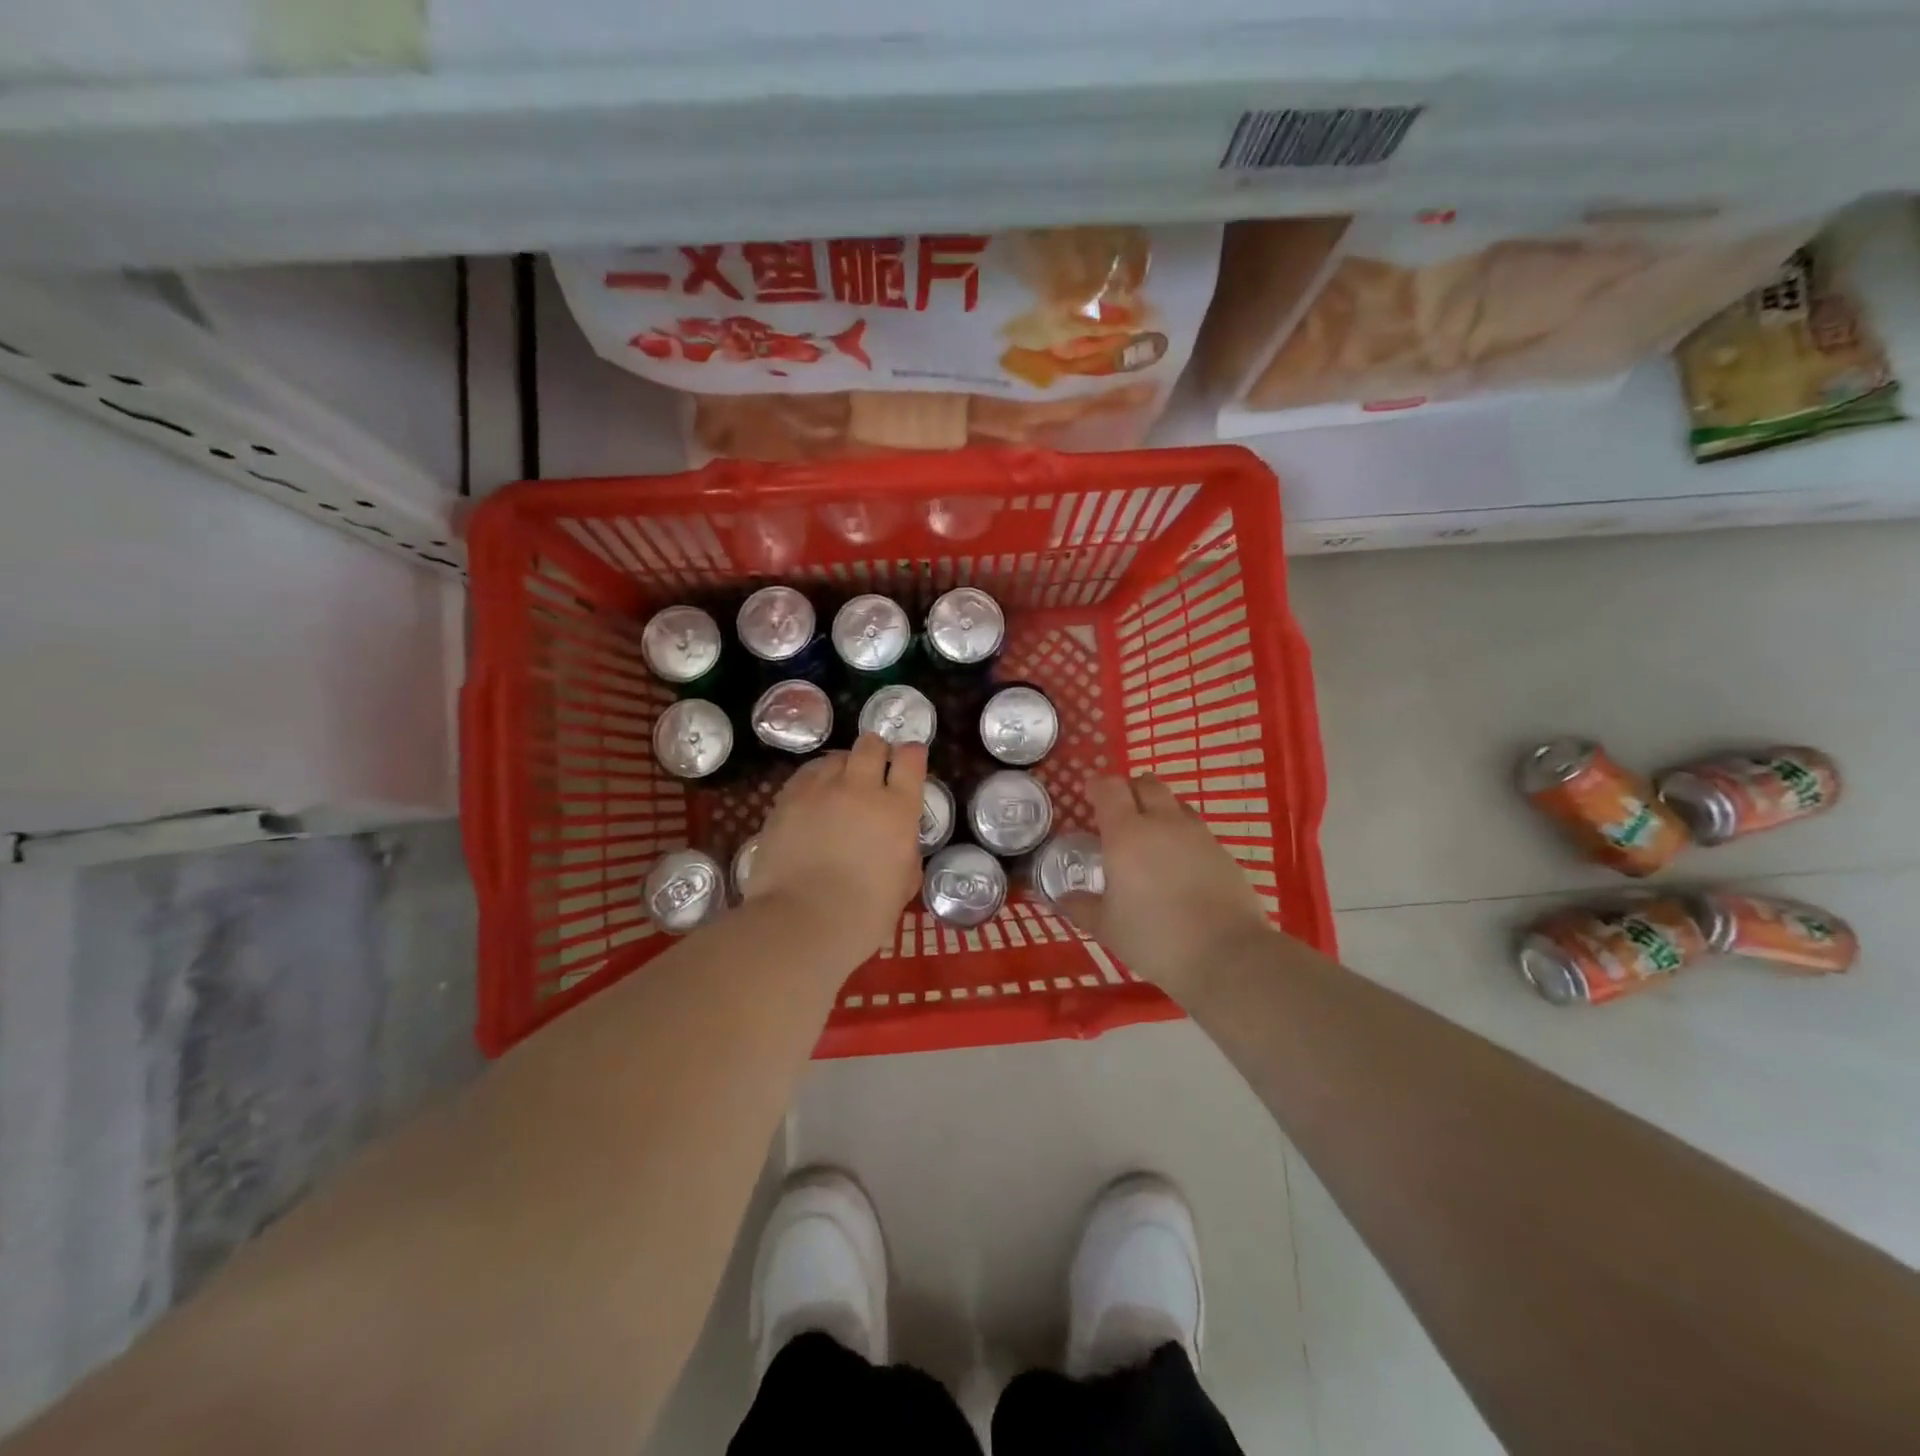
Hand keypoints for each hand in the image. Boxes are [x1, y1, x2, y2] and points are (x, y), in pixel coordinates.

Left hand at [744, 733, 926, 959]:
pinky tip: (814, 798)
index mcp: (897, 809)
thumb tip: (898, 841)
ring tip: (840, 786)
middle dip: (876, 752)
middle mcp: (860, 788)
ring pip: (835, 757)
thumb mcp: (903, 884)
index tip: (909, 761)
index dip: (911, 755)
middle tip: (874, 771)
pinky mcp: (787, 800)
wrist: (803, 922)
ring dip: (844, 766)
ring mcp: (820, 790)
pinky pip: (805, 775)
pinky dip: (815, 780)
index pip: (910, 759)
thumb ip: (905, 852)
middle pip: (871, 745)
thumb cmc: (864, 915)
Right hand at [1059, 774, 1275, 1004]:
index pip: (1110, 788)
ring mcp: (1199, 835)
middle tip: (1118, 811)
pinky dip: (1182, 835)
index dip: (1097, 786)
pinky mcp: (1224, 853)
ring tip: (1150, 836)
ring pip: (1176, 804)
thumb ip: (1082, 906)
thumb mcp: (1106, 927)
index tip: (1089, 794)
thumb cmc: (1154, 937)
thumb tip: (1063, 898)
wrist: (1226, 955)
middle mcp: (1163, 823)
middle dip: (1130, 789)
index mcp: (1126, 833)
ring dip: (1159, 809)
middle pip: (1147, 784)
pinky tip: (1179, 864)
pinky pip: (1197, 830)